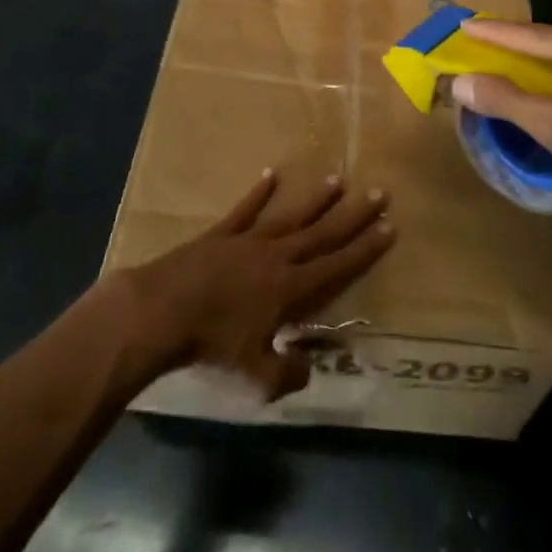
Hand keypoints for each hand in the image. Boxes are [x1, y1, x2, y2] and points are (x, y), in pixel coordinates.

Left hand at [122, 172, 395, 400]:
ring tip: (337, 179)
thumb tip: (307, 365)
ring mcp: (248, 241)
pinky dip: (259, 192)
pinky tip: (271, 174)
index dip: (366, 248)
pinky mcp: (220, 234)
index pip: (338, 265)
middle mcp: (276, 256)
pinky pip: (245, 209)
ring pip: (290, 216)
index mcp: (290, 289)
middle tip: (379, 192)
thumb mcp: (255, 377)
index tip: (390, 227)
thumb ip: (288, 373)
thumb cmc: (210, 345)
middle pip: (323, 232)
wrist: (161, 312)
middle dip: (354, 214)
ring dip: (315, 199)